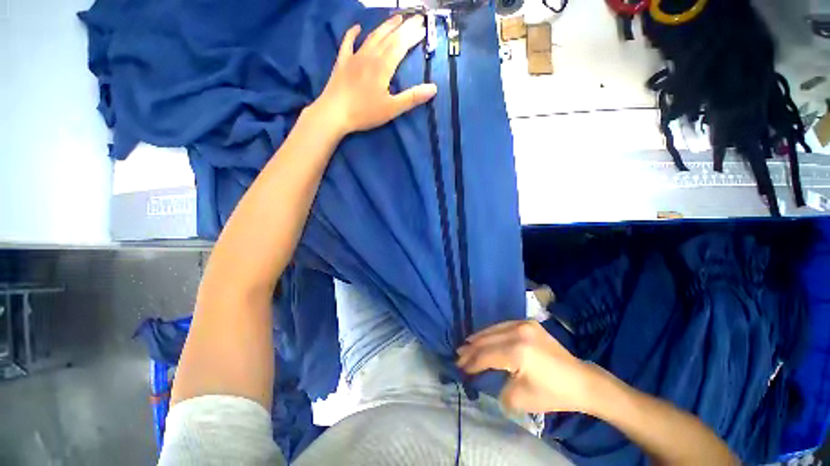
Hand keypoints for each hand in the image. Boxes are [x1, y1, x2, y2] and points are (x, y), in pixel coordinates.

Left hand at [312, 15, 437, 137]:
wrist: (334, 113)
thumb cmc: (364, 112)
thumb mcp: (392, 109)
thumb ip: (412, 98)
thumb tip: (433, 88)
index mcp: (383, 66)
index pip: (401, 45)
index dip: (413, 36)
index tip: (423, 28)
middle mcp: (370, 56)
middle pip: (389, 37)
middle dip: (403, 27)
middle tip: (415, 18)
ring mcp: (354, 57)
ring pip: (372, 37)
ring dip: (385, 27)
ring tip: (396, 18)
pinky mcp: (342, 62)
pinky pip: (347, 43)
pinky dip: (352, 33)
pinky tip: (356, 27)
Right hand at [457, 320, 601, 414]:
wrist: (580, 381)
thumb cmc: (552, 393)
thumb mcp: (520, 398)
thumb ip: (497, 387)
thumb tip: (486, 377)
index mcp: (517, 352)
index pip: (486, 356)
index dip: (472, 363)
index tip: (460, 367)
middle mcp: (518, 332)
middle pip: (487, 340)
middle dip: (471, 349)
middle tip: (458, 355)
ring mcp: (524, 324)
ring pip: (493, 329)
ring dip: (479, 338)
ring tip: (466, 345)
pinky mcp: (528, 323)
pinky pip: (503, 326)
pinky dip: (491, 332)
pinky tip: (484, 336)